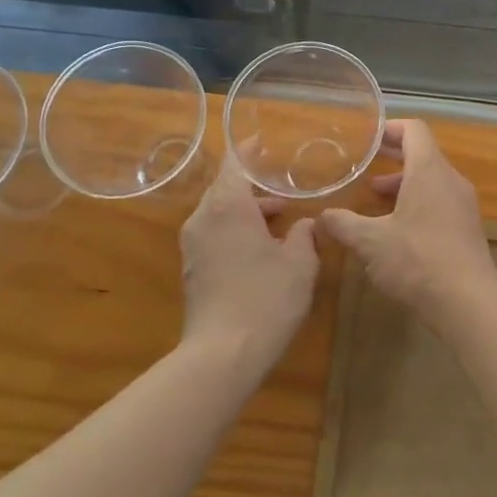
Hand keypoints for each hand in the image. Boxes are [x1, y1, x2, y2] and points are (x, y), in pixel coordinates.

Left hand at [178, 153, 319, 369]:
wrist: (223, 354)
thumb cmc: (266, 298)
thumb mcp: (300, 263)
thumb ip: (304, 235)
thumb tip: (305, 224)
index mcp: (228, 206)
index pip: (234, 163)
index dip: (248, 151)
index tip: (263, 142)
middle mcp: (204, 218)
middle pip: (224, 188)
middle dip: (252, 185)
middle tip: (282, 187)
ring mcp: (193, 245)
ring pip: (219, 213)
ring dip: (245, 211)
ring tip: (278, 219)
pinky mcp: (192, 269)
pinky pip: (214, 234)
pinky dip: (235, 230)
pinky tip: (260, 248)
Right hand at [317, 121, 496, 325]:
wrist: (468, 302)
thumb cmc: (417, 260)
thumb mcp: (369, 242)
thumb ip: (343, 224)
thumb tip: (321, 216)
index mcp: (429, 171)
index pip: (414, 130)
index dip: (391, 128)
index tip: (368, 138)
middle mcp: (451, 180)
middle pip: (424, 155)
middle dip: (394, 158)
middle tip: (366, 165)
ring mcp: (463, 205)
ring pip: (432, 181)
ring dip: (404, 184)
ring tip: (376, 198)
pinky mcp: (468, 229)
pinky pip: (441, 202)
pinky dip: (418, 203)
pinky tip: (397, 229)